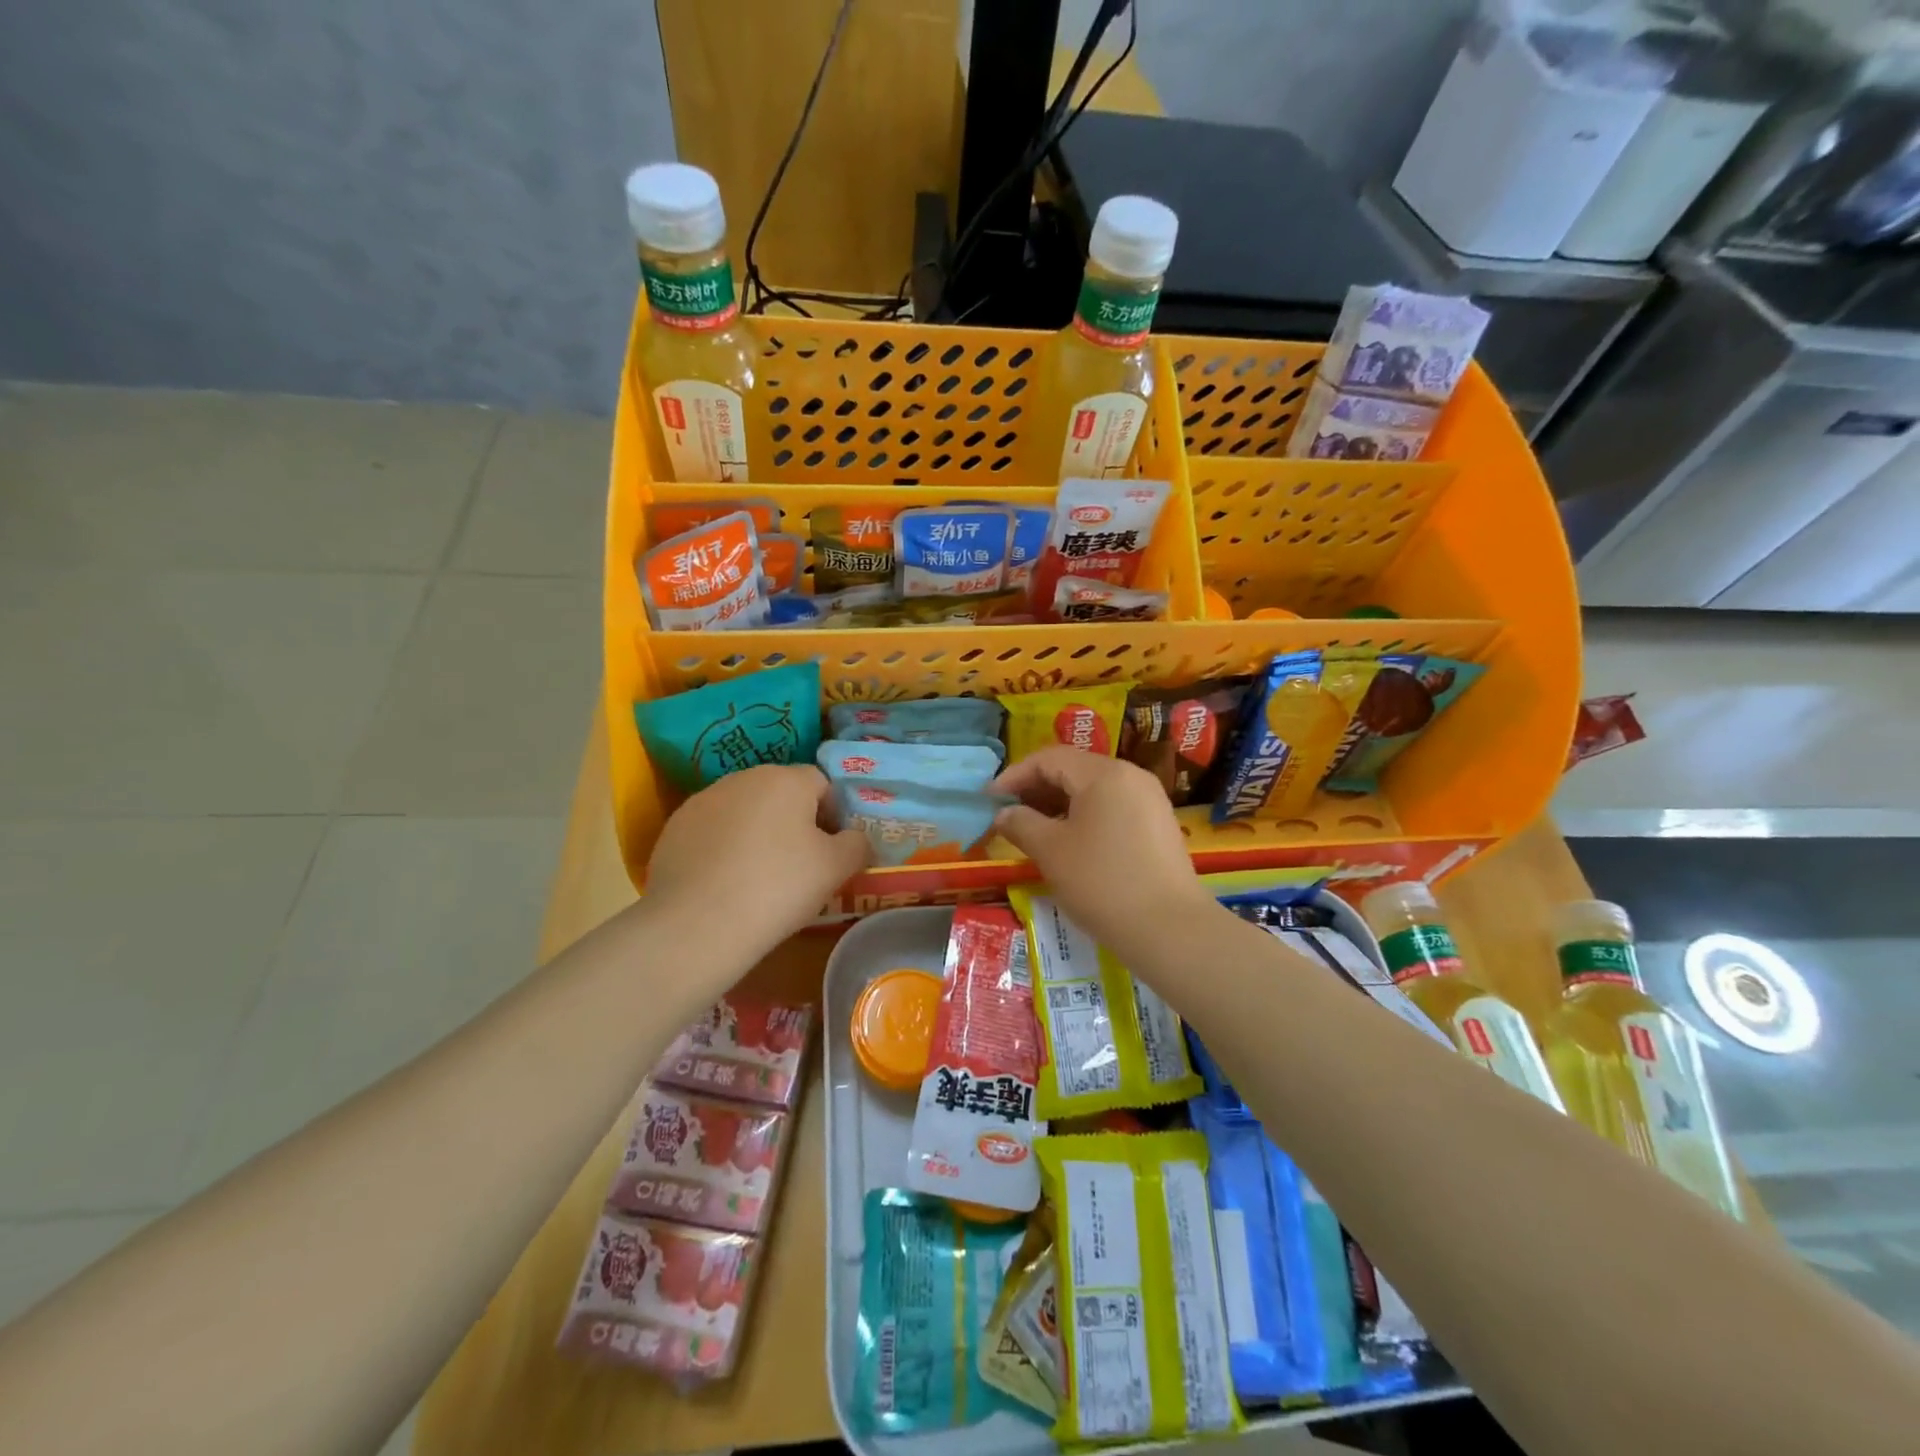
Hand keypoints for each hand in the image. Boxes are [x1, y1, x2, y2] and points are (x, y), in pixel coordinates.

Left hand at [646, 765, 870, 964]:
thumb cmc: (779, 888)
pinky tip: (725, 884)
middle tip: (799, 867)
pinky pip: (713, 831)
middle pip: (781, 793)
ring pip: (745, 811)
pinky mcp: (674, 828)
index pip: (822, 784)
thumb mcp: (836, 869)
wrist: (697, 925)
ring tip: (758, 878)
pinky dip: (723, 849)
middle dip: (794, 822)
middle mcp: (743, 778)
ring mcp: (703, 800)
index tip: (831, 852)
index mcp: (786, 779)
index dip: (833, 816)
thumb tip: (855, 838)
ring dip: (757, 834)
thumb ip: (857, 844)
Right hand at [991, 747, 1213, 952]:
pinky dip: (1085, 816)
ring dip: (1059, 803)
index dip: (1014, 775)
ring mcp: (1150, 800)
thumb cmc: (1102, 882)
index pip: (1049, 758)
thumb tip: (1004, 813)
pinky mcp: (1159, 825)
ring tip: (1034, 830)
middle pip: (1073, 769)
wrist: (1169, 929)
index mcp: (1103, 773)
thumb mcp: (1051, 851)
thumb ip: (1021, 824)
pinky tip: (1070, 843)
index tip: (989, 799)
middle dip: (1036, 789)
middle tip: (1008, 815)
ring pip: (1094, 789)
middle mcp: (1130, 776)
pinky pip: (1113, 807)